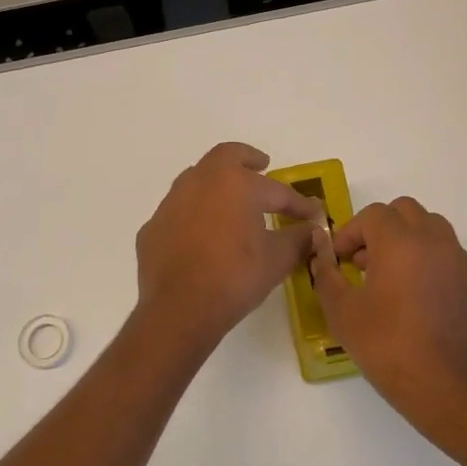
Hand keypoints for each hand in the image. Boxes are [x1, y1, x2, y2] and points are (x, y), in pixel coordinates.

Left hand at [136, 142, 325, 352]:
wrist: (179, 309)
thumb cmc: (235, 277)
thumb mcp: (277, 259)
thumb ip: (298, 239)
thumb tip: (313, 231)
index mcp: (236, 183)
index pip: (276, 189)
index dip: (298, 203)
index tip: (313, 212)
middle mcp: (201, 181)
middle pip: (226, 156)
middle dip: (248, 159)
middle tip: (262, 166)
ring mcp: (172, 202)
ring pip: (197, 178)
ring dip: (217, 183)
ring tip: (231, 199)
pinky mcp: (154, 226)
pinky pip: (179, 210)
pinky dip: (195, 213)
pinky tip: (202, 234)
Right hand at [309, 197, 466, 448]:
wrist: (445, 387)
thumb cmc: (387, 346)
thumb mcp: (342, 312)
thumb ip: (327, 274)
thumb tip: (320, 254)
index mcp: (400, 242)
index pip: (372, 215)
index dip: (351, 233)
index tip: (340, 259)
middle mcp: (435, 241)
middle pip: (406, 211)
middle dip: (381, 228)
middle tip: (365, 261)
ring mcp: (461, 261)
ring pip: (433, 229)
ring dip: (409, 240)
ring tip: (393, 276)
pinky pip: (451, 256)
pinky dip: (432, 263)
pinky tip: (421, 298)